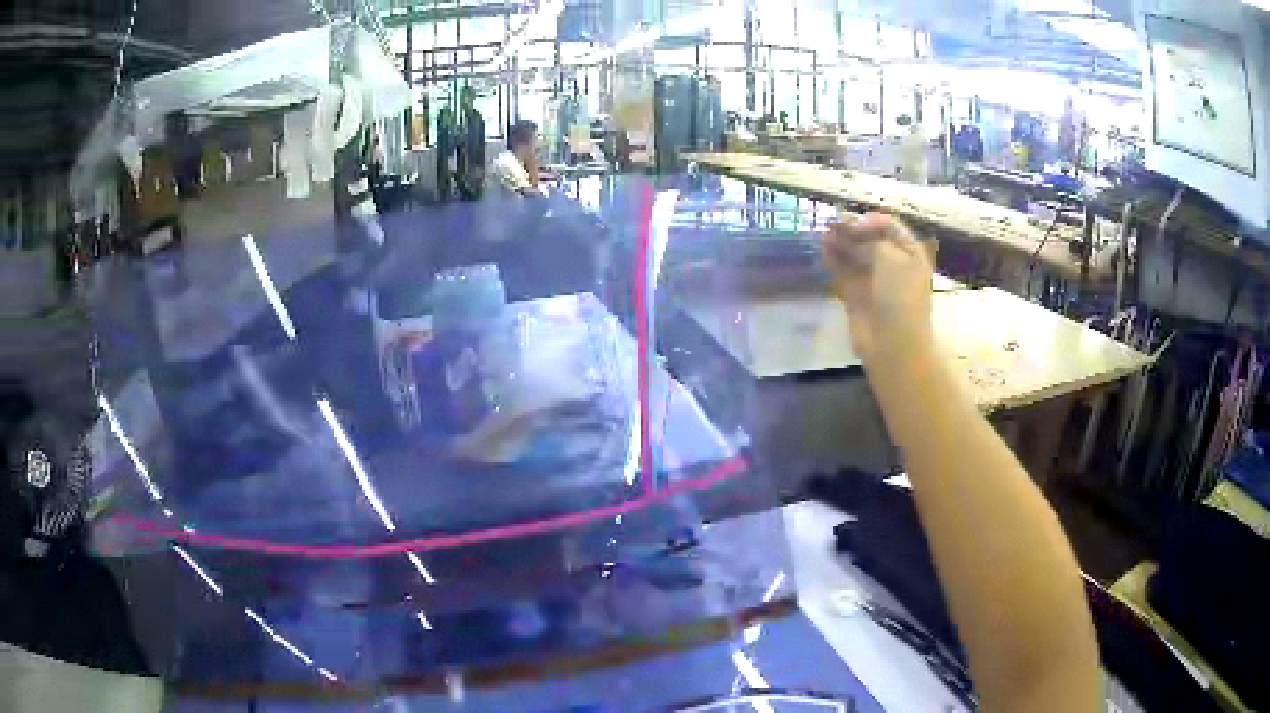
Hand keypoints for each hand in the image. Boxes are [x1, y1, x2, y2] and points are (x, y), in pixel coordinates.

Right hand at [822, 213, 933, 363]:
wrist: (893, 344)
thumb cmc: (899, 297)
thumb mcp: (890, 257)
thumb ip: (870, 238)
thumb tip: (851, 227)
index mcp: (909, 254)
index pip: (889, 226)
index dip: (869, 220)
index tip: (852, 222)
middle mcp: (893, 265)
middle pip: (869, 240)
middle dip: (850, 230)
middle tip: (830, 223)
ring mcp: (874, 282)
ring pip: (854, 256)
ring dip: (839, 243)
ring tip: (822, 234)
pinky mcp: (857, 297)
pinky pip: (844, 274)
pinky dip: (833, 262)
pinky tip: (822, 251)